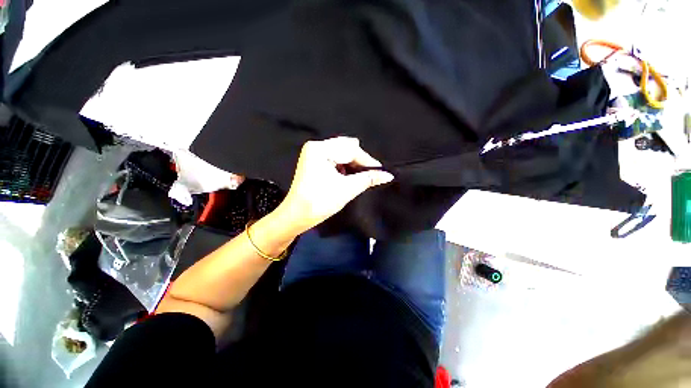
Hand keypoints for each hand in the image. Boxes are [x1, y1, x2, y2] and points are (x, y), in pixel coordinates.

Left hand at [275, 137, 393, 234]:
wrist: (296, 215)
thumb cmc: (320, 202)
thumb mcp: (346, 189)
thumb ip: (367, 179)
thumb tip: (388, 175)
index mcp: (320, 149)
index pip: (351, 149)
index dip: (367, 161)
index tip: (380, 171)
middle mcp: (316, 146)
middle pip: (346, 148)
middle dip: (360, 161)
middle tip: (372, 173)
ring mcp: (313, 153)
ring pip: (341, 153)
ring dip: (352, 164)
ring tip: (363, 175)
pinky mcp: (313, 161)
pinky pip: (334, 159)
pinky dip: (344, 166)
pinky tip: (350, 174)